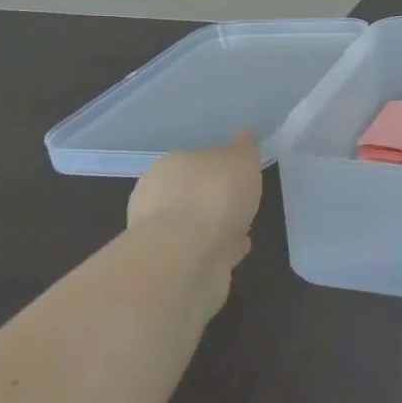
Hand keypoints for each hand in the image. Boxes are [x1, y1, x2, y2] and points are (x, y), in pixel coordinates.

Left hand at [127, 132, 262, 311]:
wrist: (186, 259)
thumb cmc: (213, 196)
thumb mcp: (240, 160)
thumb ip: (244, 148)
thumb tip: (244, 135)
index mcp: (169, 167)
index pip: (194, 161)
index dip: (217, 167)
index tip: (239, 175)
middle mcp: (157, 198)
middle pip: (190, 193)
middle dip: (212, 198)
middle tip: (240, 202)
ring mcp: (162, 236)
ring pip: (195, 224)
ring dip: (216, 225)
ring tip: (243, 228)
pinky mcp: (172, 267)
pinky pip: (202, 250)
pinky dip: (219, 248)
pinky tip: (238, 249)